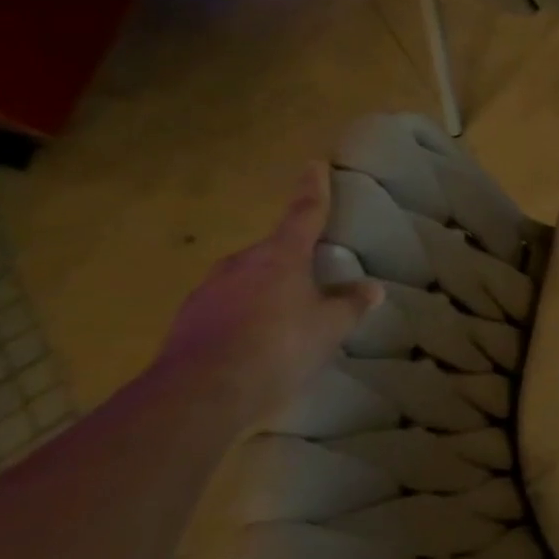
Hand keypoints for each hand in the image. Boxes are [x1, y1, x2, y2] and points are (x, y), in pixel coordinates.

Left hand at [153, 163, 381, 426]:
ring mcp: (207, 292)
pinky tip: (258, 343)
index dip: (312, 190)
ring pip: (246, 281)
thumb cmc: (279, 345)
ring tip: (288, 318)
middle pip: (273, 251)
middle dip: (292, 259)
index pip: (303, 213)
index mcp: (280, 256)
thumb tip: (371, 289)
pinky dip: (245, 317)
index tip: (313, 165)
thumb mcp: (330, 326)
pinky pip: (227, 309)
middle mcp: (240, 264)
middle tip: (314, 276)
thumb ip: (351, 304)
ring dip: (267, 291)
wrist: (201, 392)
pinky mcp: (187, 322)